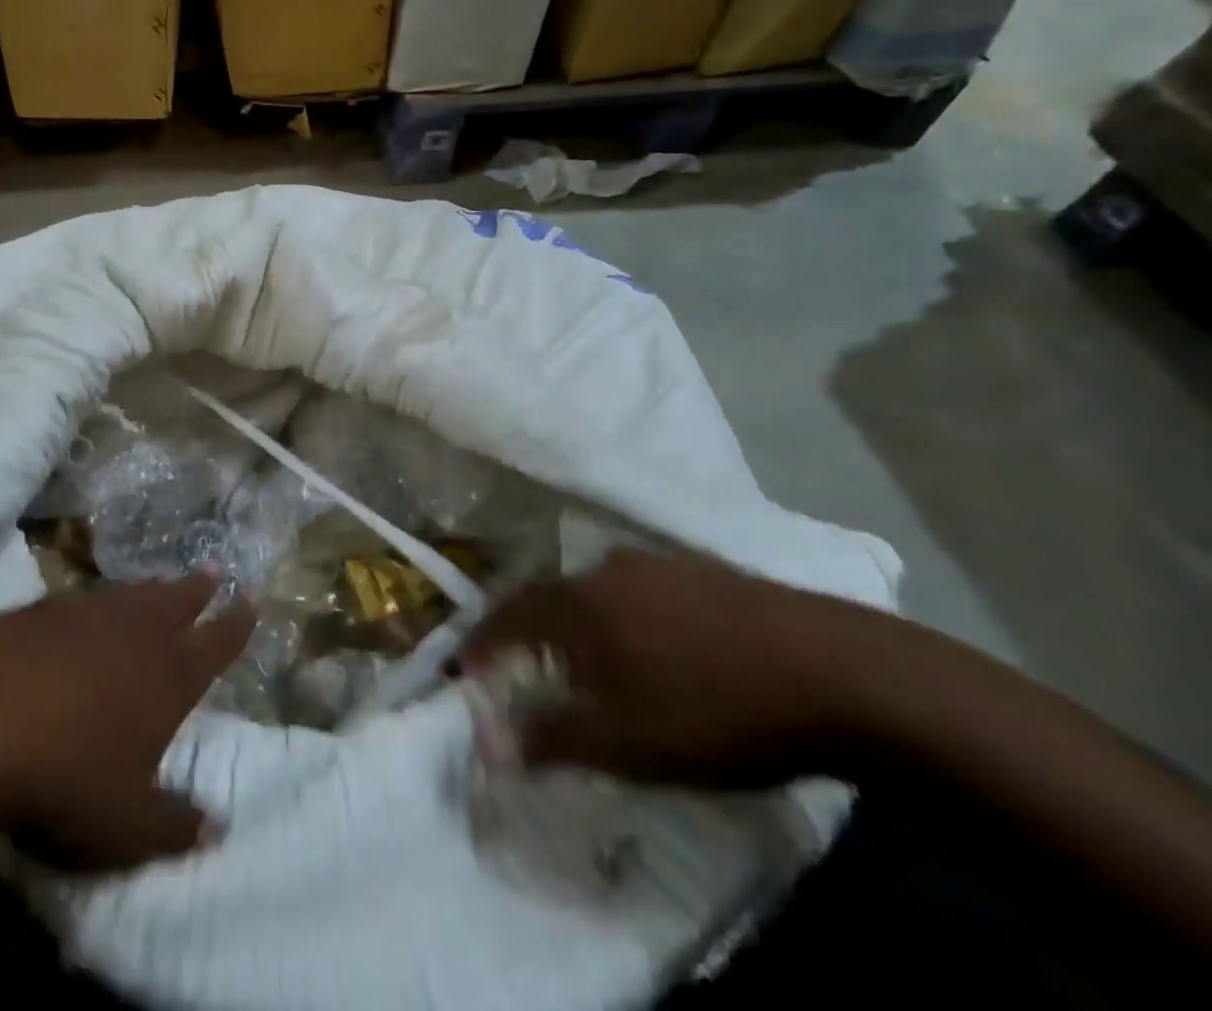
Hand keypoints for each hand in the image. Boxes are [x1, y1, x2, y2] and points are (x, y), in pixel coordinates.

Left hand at [0, 577, 254, 870]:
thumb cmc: (65, 777)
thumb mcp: (125, 825)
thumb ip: (175, 826)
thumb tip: (219, 827)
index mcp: (171, 676)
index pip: (217, 642)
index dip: (238, 620)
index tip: (253, 595)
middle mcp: (138, 633)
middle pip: (179, 601)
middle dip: (199, 587)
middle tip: (214, 568)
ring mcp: (89, 614)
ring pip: (133, 593)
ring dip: (153, 587)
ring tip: (163, 580)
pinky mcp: (42, 609)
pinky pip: (86, 598)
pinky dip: (100, 600)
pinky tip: (89, 607)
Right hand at [464, 548, 885, 788]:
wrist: (843, 673)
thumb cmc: (717, 711)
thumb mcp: (629, 743)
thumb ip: (554, 739)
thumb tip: (492, 745)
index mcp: (580, 602)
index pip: (509, 615)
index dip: (484, 643)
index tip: (466, 669)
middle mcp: (607, 569)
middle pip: (551, 598)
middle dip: (531, 634)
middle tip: (526, 670)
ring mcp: (659, 564)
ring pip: (596, 594)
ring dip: (580, 626)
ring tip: (587, 663)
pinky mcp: (703, 571)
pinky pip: (638, 592)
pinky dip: (624, 619)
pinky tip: (651, 648)